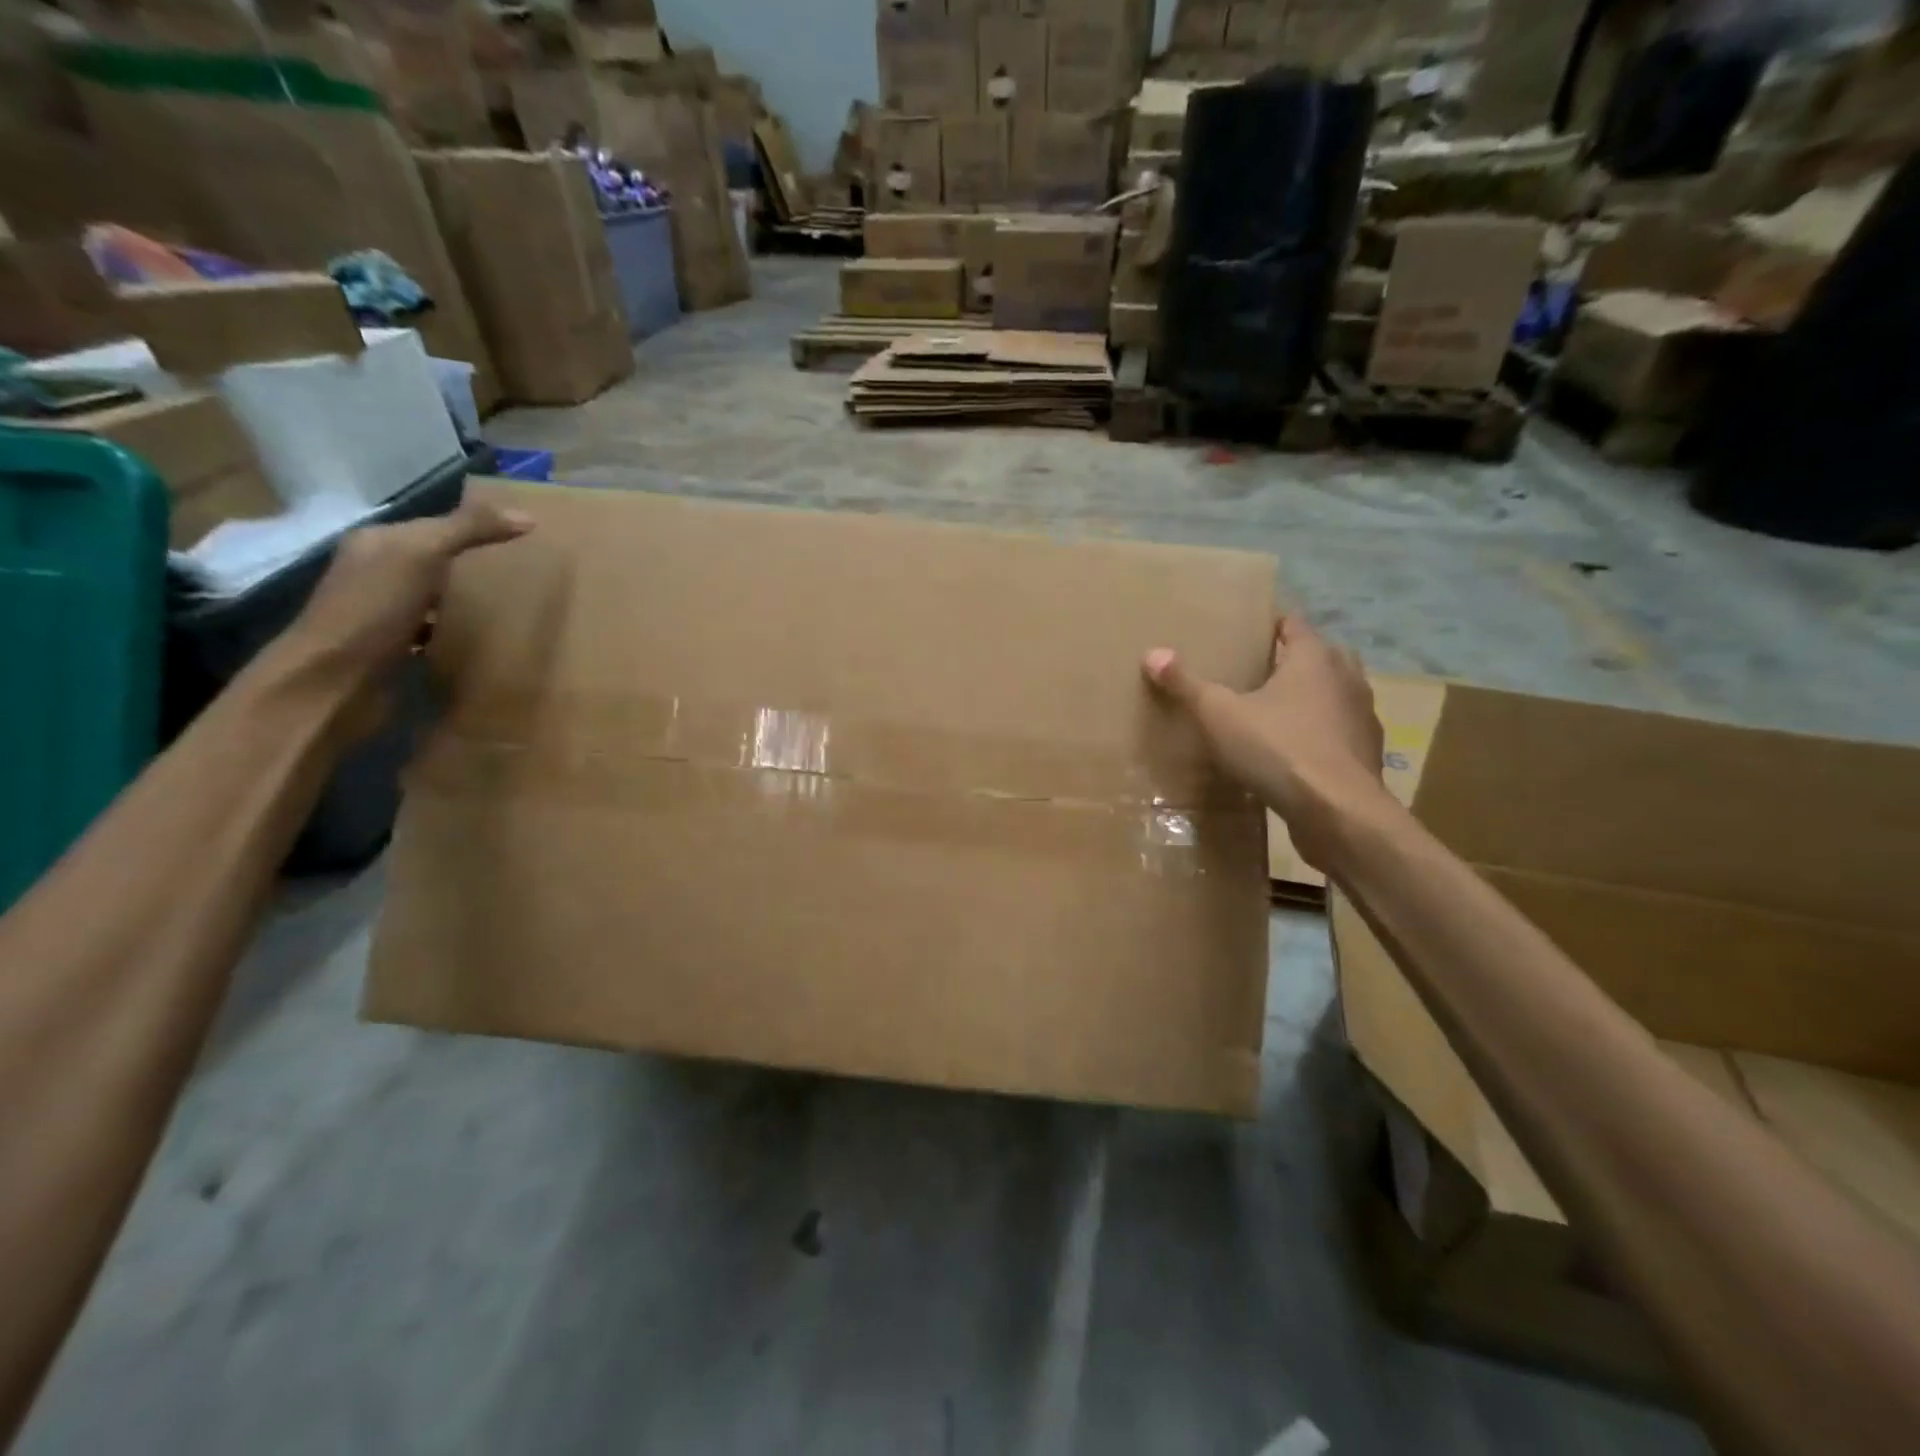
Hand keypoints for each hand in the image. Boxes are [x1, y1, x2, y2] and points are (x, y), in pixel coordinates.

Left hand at [283, 496, 532, 687]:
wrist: (334, 682)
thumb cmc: (374, 609)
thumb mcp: (422, 554)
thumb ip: (469, 530)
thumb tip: (528, 516)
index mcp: (378, 543)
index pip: (436, 525)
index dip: (478, 526)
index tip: (527, 535)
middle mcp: (377, 573)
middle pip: (438, 560)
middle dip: (477, 563)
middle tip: (532, 569)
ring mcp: (385, 614)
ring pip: (439, 597)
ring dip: (471, 599)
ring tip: (519, 603)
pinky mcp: (397, 650)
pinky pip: (438, 632)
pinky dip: (461, 632)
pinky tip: (488, 638)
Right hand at [1143, 618, 1388, 870]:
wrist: (1337, 811)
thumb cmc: (1277, 748)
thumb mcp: (1219, 715)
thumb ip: (1186, 684)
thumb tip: (1152, 653)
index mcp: (1314, 658)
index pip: (1293, 624)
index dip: (1270, 624)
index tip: (1246, 633)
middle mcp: (1347, 678)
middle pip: (1319, 657)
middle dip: (1291, 661)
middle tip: (1256, 673)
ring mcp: (1362, 717)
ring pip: (1334, 695)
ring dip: (1310, 699)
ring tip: (1274, 714)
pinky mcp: (1367, 754)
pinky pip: (1338, 733)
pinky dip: (1320, 735)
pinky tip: (1294, 753)